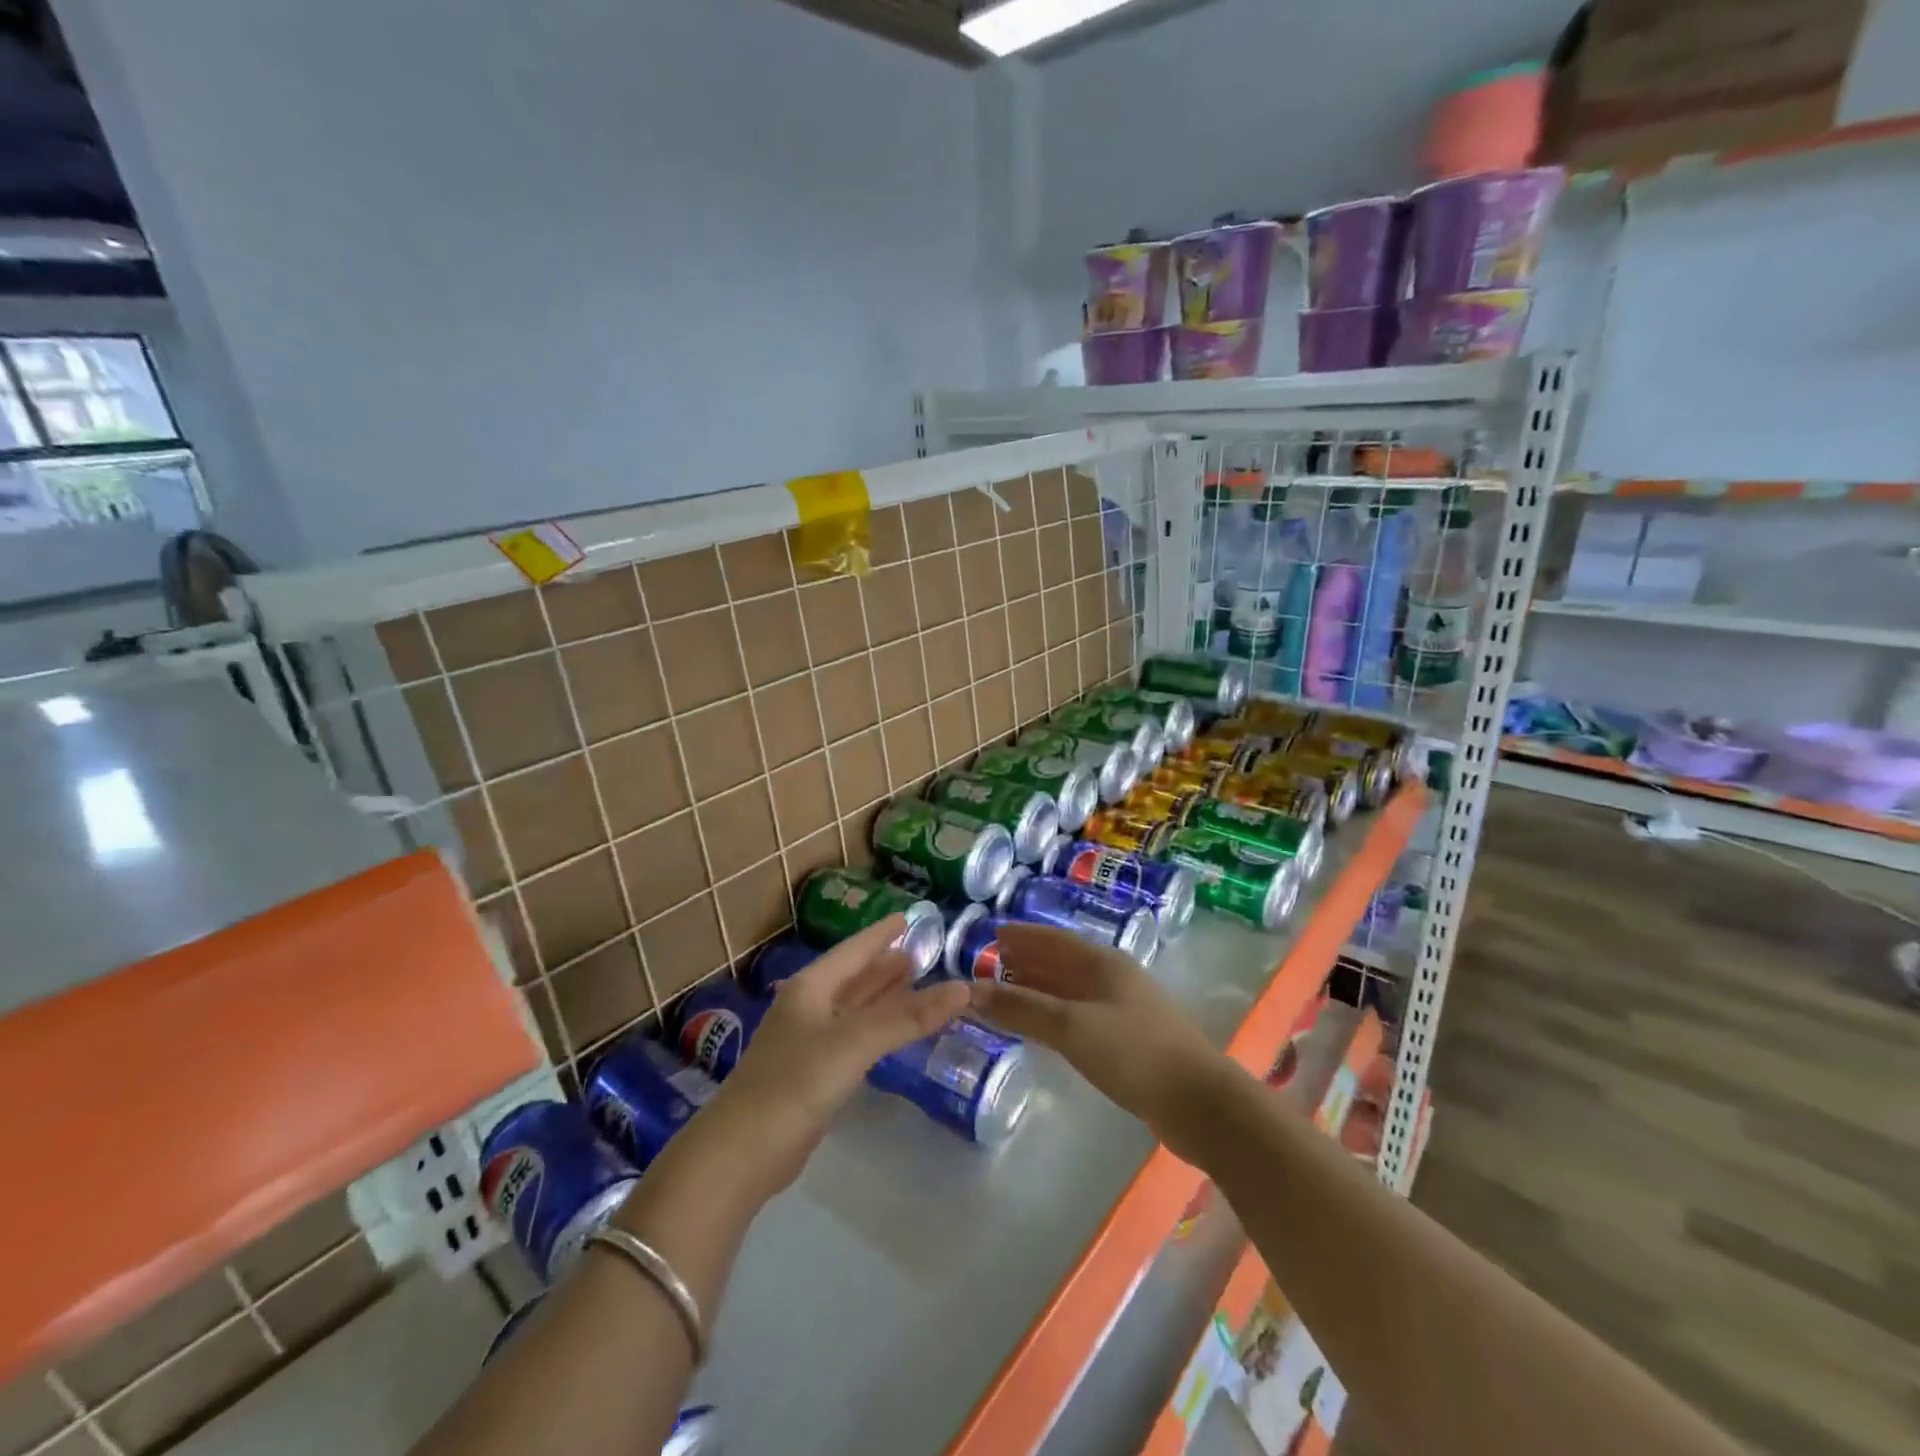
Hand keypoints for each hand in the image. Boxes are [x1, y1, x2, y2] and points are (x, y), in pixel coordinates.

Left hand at [709, 916, 972, 1195]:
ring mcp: (809, 1042)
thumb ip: (907, 1017)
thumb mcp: (854, 1042)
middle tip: (922, 951)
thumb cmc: (795, 1082)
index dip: (881, 933)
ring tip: (914, 980)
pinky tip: (893, 1032)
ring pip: (854, 1008)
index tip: (909, 916)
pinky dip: (877, 1028)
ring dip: (882, 994)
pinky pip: (854, 1037)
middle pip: (854, 977)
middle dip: (885, 964)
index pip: (854, 949)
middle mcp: (809, 1007)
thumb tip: (963, 989)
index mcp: (811, 987)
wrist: (743, 1152)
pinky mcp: (813, 1074)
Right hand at [974, 923, 1231, 1162]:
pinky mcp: (1128, 1039)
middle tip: (989, 962)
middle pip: (1061, 962)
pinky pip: (1079, 1014)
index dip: (1021, 935)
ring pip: (1070, 989)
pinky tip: (1042, 1026)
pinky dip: (1053, 1013)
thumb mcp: (1071, 1027)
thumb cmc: (1134, 1053)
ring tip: (1006, 990)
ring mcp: (1123, 1009)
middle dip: (1026, 960)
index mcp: (1102, 963)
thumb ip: (1021, 1008)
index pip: (1053, 939)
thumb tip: (970, 991)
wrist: (1199, 1102)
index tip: (991, 933)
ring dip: (1038, 987)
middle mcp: (1112, 978)